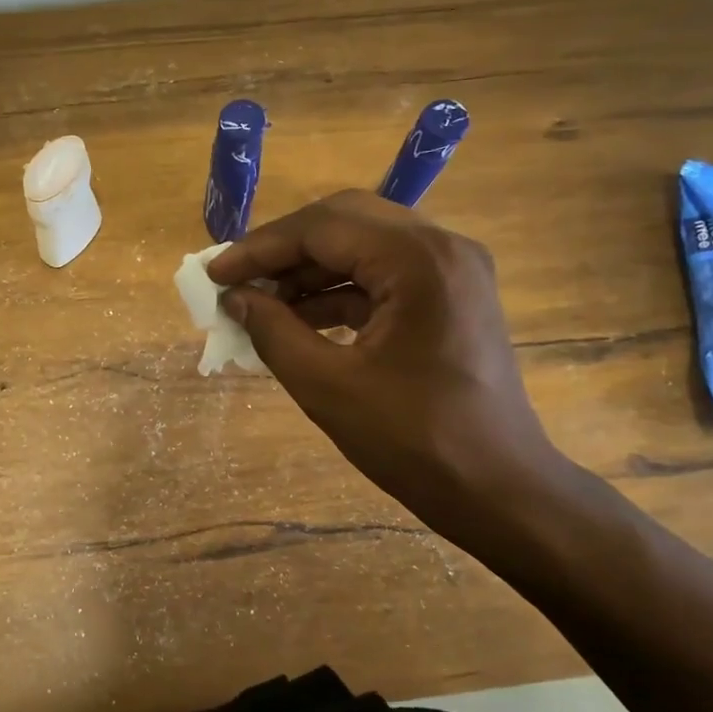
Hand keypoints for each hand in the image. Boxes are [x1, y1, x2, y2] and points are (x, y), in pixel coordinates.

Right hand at [206, 191, 571, 544]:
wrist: (498, 489)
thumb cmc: (414, 442)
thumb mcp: (327, 387)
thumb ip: (273, 331)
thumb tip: (235, 297)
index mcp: (418, 260)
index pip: (322, 227)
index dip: (260, 248)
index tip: (214, 273)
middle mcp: (442, 247)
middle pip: (345, 222)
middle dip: (284, 250)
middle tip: (238, 281)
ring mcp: (452, 270)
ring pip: (363, 246)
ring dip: (309, 271)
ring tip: (261, 304)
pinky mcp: (451, 296)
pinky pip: (383, 275)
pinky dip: (339, 292)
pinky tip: (299, 320)